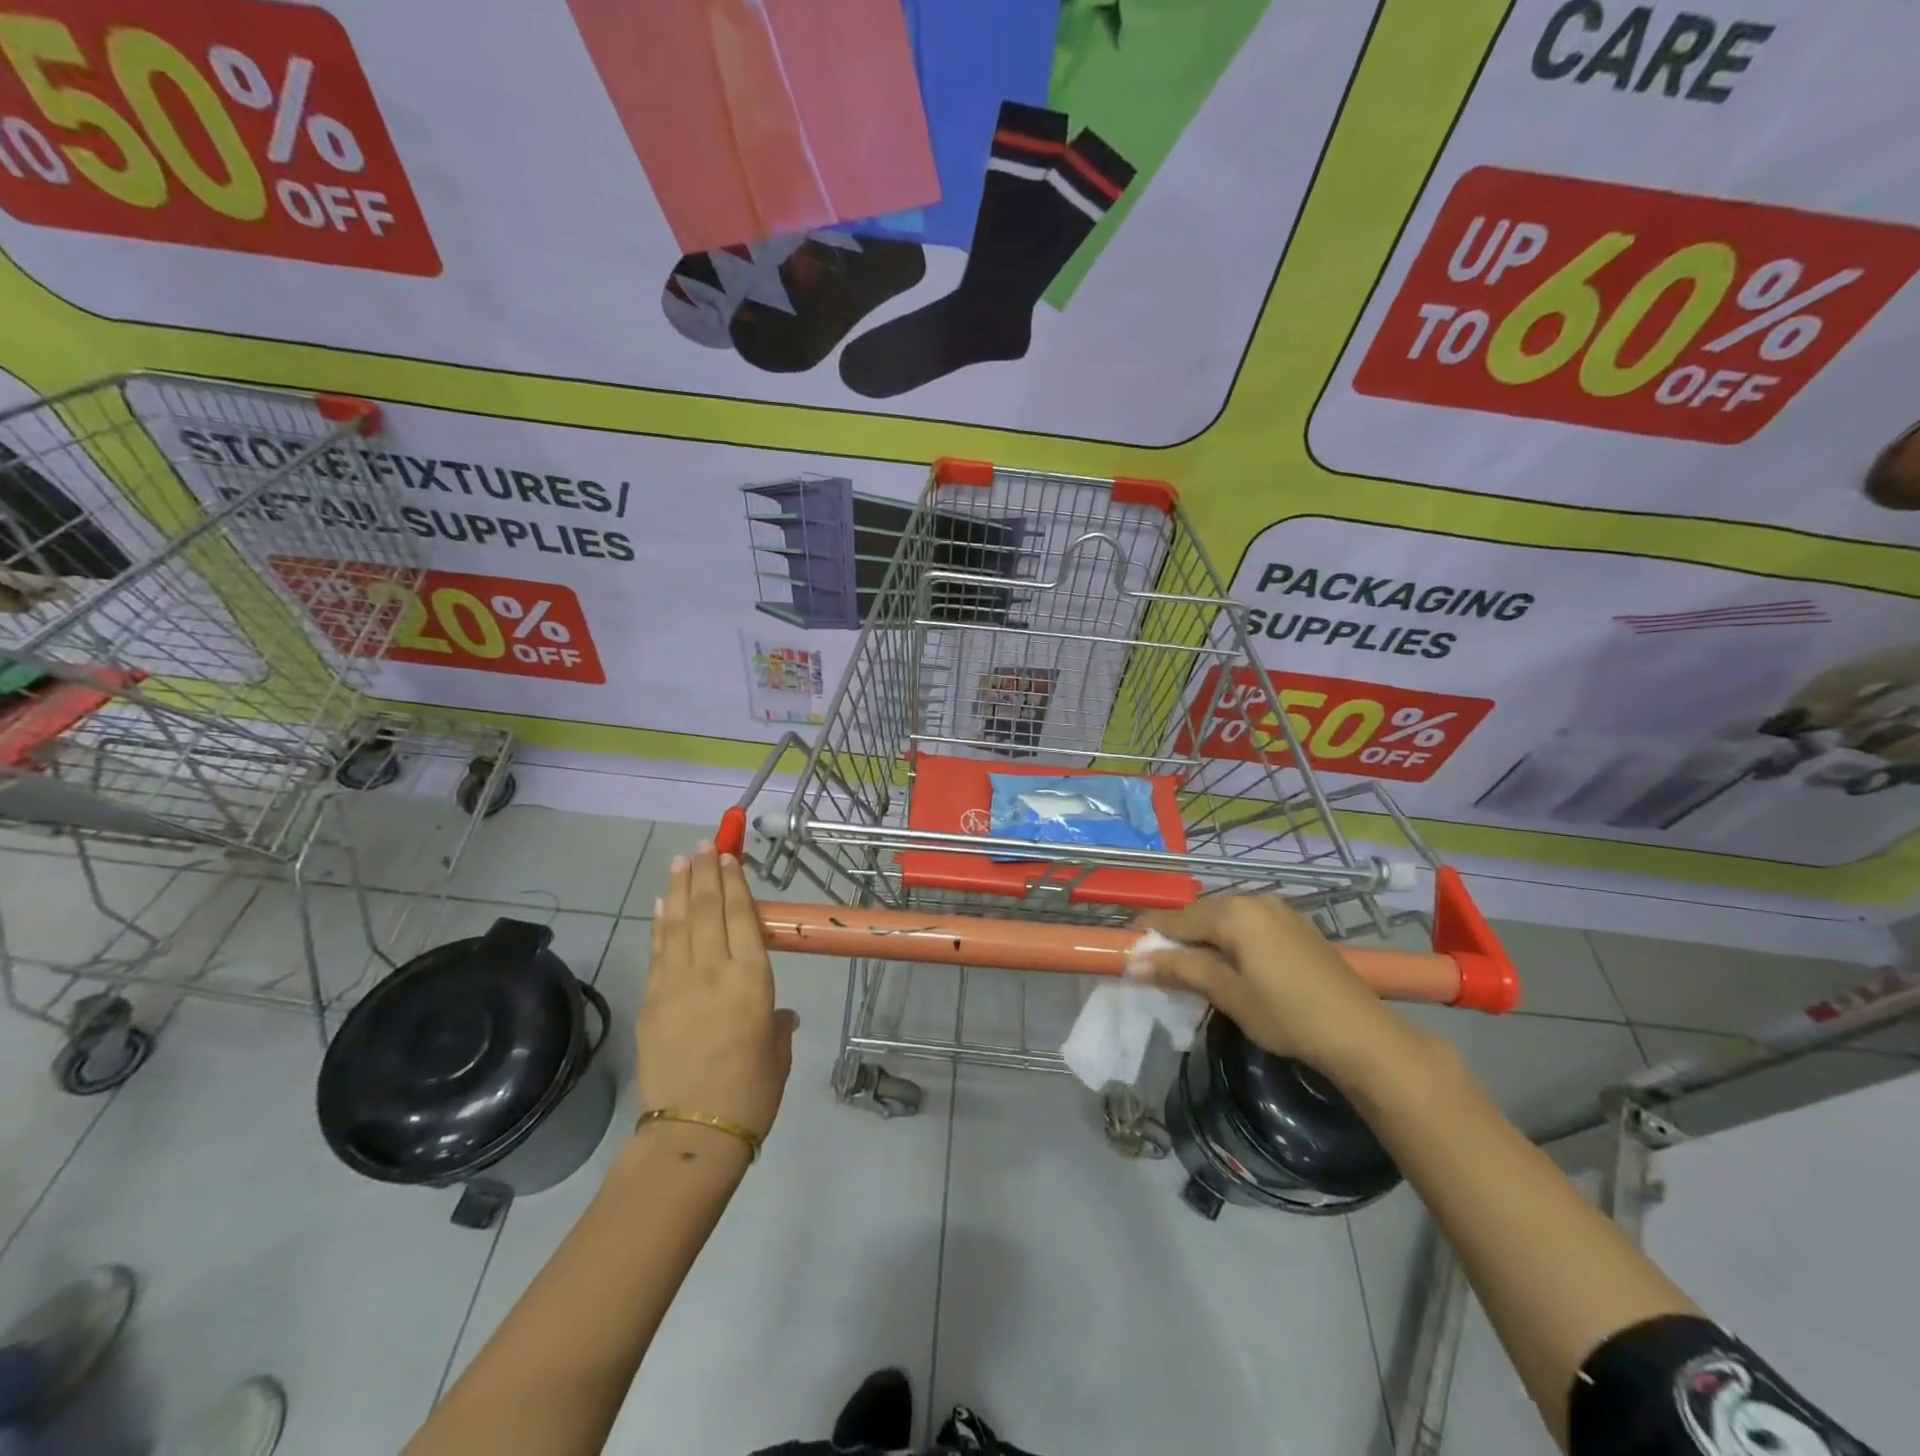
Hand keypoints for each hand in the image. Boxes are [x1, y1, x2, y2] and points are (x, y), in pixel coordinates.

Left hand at [638, 846, 797, 1144]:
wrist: (694, 1133)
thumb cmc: (753, 1092)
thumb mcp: (778, 1050)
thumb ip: (776, 1023)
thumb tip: (775, 1015)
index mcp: (752, 980)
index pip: (741, 916)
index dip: (734, 883)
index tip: (728, 856)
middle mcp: (713, 971)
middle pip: (707, 909)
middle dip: (705, 873)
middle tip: (702, 845)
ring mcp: (676, 984)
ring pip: (678, 923)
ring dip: (679, 888)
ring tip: (679, 860)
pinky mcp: (651, 1002)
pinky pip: (658, 951)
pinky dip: (660, 923)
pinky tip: (661, 905)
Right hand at [1132, 896, 1408, 1080]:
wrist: (1362, 1035)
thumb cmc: (1288, 1015)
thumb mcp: (1229, 994)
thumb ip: (1181, 971)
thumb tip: (1134, 962)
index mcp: (1234, 913)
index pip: (1177, 918)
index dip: (1150, 933)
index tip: (1124, 946)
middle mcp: (1254, 900)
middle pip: (1200, 914)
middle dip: (1175, 936)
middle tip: (1154, 963)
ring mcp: (1279, 911)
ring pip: (1224, 918)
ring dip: (1202, 938)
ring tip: (1186, 967)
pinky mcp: (1295, 926)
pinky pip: (1247, 924)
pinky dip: (1228, 939)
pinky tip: (1226, 964)